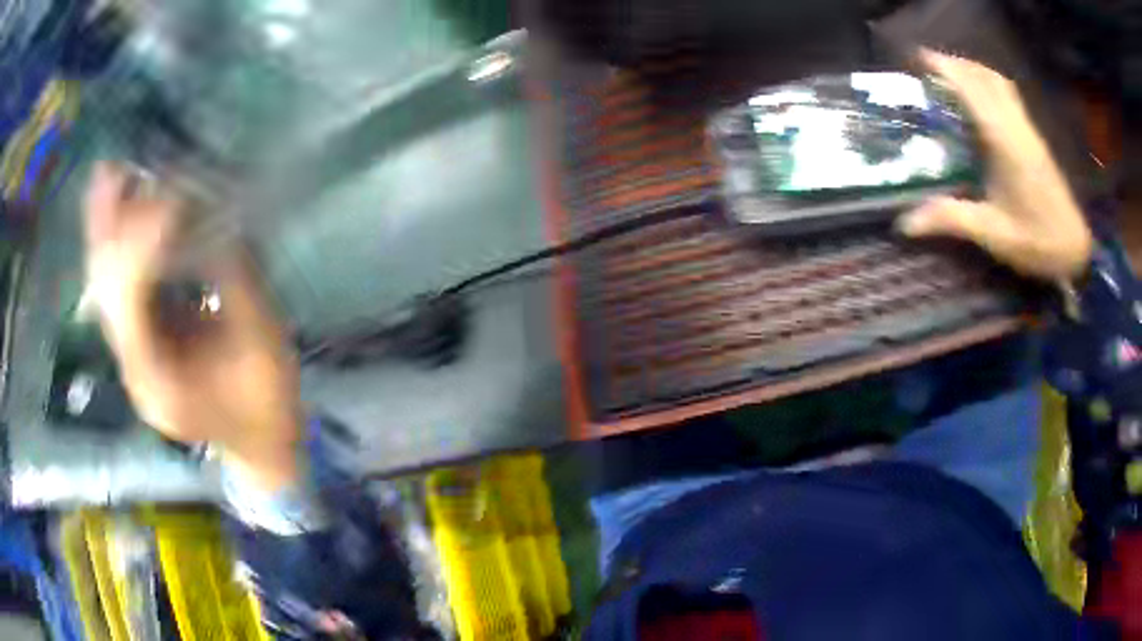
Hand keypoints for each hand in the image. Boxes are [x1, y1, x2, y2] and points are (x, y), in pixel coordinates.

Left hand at [84, 163, 302, 491]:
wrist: (258, 446)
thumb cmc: (265, 404)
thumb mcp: (261, 344)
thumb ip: (236, 280)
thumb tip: (217, 216)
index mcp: (161, 380)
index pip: (132, 304)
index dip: (145, 244)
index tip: (171, 197)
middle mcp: (133, 368)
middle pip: (105, 293)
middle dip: (108, 229)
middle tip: (113, 169)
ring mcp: (131, 357)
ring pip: (103, 287)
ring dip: (103, 230)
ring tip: (105, 175)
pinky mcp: (138, 343)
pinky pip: (117, 288)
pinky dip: (116, 246)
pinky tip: (117, 209)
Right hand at [897, 50, 1092, 281]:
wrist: (1076, 250)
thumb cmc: (1038, 242)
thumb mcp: (993, 234)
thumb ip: (952, 219)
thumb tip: (905, 223)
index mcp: (1007, 143)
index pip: (973, 91)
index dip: (946, 69)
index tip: (918, 58)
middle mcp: (1017, 127)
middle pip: (986, 78)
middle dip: (956, 64)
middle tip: (928, 67)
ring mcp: (1028, 130)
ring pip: (999, 83)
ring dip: (973, 71)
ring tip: (950, 75)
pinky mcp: (1034, 138)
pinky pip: (1008, 96)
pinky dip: (988, 85)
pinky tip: (979, 98)